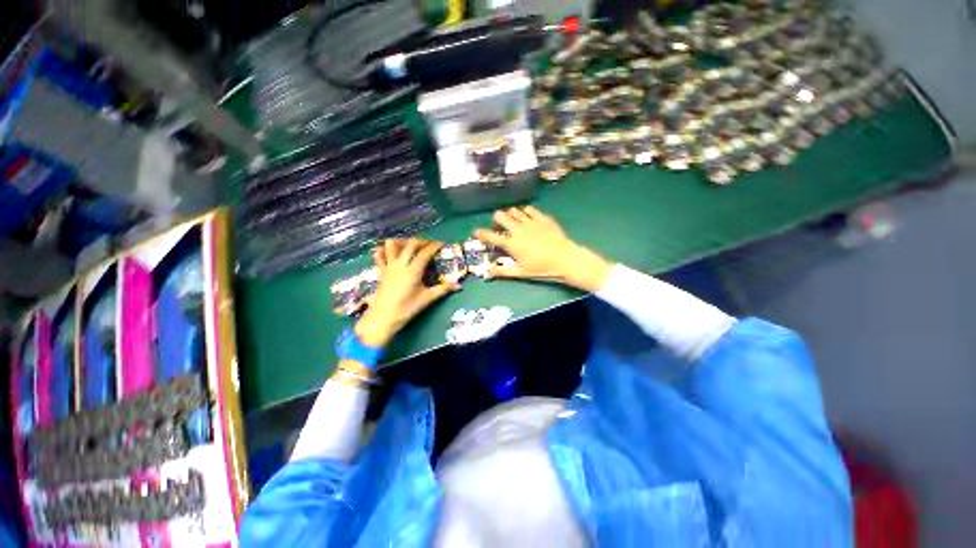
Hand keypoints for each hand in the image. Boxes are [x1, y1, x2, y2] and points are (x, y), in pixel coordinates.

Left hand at [355, 238, 460, 346]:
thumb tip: (459, 286)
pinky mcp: (381, 271)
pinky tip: (388, 250)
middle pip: (411, 244)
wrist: (383, 317)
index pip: (425, 252)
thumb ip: (443, 290)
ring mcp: (389, 266)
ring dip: (402, 242)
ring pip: (392, 245)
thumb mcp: (427, 299)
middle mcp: (401, 264)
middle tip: (430, 245)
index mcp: (413, 270)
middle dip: (422, 241)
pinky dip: (383, 250)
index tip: (442, 244)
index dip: (434, 246)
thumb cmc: (407, 308)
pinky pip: (379, 255)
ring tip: (410, 245)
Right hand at [474, 206, 612, 292]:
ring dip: (511, 215)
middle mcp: (517, 229)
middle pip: (500, 216)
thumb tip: (487, 273)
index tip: (477, 232)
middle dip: (497, 219)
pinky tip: (527, 217)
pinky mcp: (542, 218)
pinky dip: (525, 212)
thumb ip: (502, 271)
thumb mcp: (520, 273)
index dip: (481, 233)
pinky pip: (529, 209)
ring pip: (514, 210)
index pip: (490, 236)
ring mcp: (530, 221)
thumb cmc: (541, 269)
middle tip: (500, 226)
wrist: (565, 259)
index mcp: (511, 243)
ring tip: (514, 221)